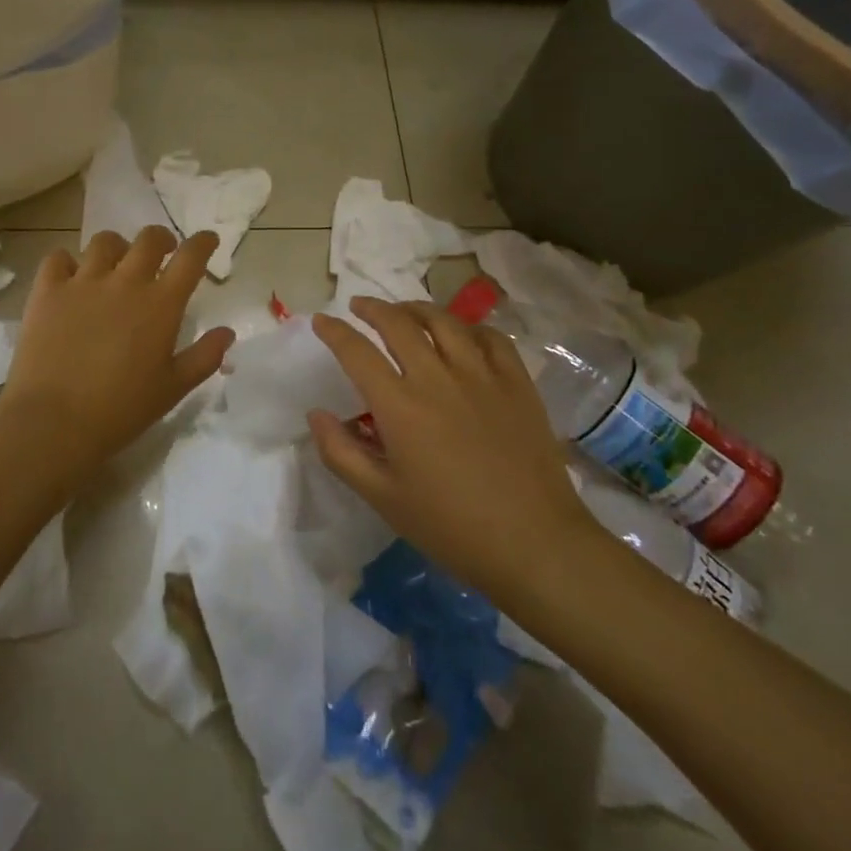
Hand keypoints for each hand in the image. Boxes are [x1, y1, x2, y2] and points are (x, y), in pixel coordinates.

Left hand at [0, 227, 235, 490]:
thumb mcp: (173, 389)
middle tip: (163, 252)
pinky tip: (70, 277)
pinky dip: (67, 262)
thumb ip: (205, 356)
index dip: (203, 243)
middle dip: (162, 239)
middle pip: (149, 239)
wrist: (54, 422)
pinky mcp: (47, 291)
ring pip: (104, 242)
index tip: (208, 240)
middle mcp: (125, 282)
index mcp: (161, 303)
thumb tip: (227, 332)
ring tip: (116, 264)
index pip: (190, 257)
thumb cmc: (121, 410)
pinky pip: (58, 258)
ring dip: (117, 248)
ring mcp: (83, 282)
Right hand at [308, 298, 595, 601]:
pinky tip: (461, 334)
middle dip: (372, 308)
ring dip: (416, 309)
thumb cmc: (451, 526)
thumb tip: (316, 413)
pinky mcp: (516, 383)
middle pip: (398, 323)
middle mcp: (437, 378)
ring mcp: (481, 375)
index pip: (357, 352)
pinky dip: (469, 327)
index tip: (321, 320)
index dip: (334, 331)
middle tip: (359, 307)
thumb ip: (341, 453)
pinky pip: (490, 337)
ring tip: (404, 311)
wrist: (534, 543)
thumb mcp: (383, 498)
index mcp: (399, 406)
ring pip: (443, 321)